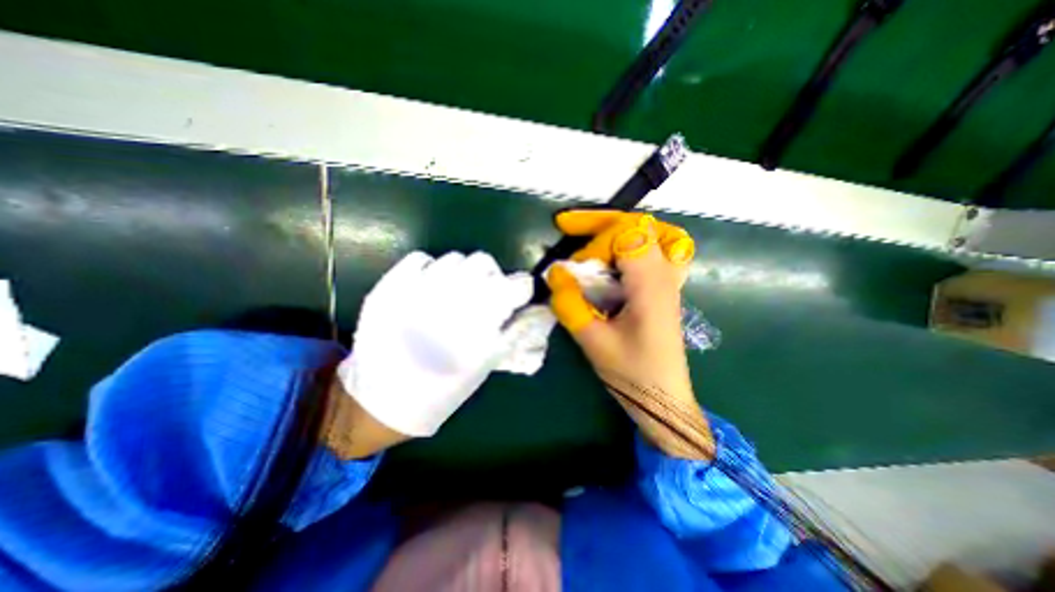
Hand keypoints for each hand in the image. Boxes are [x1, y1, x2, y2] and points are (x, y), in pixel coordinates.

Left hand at [333, 249, 532, 452]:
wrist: (384, 398)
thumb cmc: (444, 387)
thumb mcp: (487, 363)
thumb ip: (516, 331)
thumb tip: (539, 309)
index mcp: (479, 321)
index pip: (516, 285)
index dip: (521, 289)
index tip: (517, 295)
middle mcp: (451, 298)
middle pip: (484, 261)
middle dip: (491, 275)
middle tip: (484, 294)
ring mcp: (417, 289)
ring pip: (455, 257)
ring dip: (463, 273)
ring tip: (455, 293)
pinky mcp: (390, 286)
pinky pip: (421, 258)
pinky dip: (431, 268)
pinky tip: (429, 287)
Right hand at [545, 210, 716, 458]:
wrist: (665, 399)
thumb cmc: (633, 374)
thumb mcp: (594, 342)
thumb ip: (571, 304)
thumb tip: (555, 273)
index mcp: (652, 285)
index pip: (627, 235)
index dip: (595, 243)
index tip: (574, 269)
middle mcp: (666, 274)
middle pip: (640, 225)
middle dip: (601, 223)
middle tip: (568, 225)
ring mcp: (670, 280)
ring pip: (653, 232)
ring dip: (618, 229)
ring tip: (591, 235)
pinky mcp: (665, 288)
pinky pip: (657, 249)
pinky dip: (632, 243)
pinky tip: (614, 257)